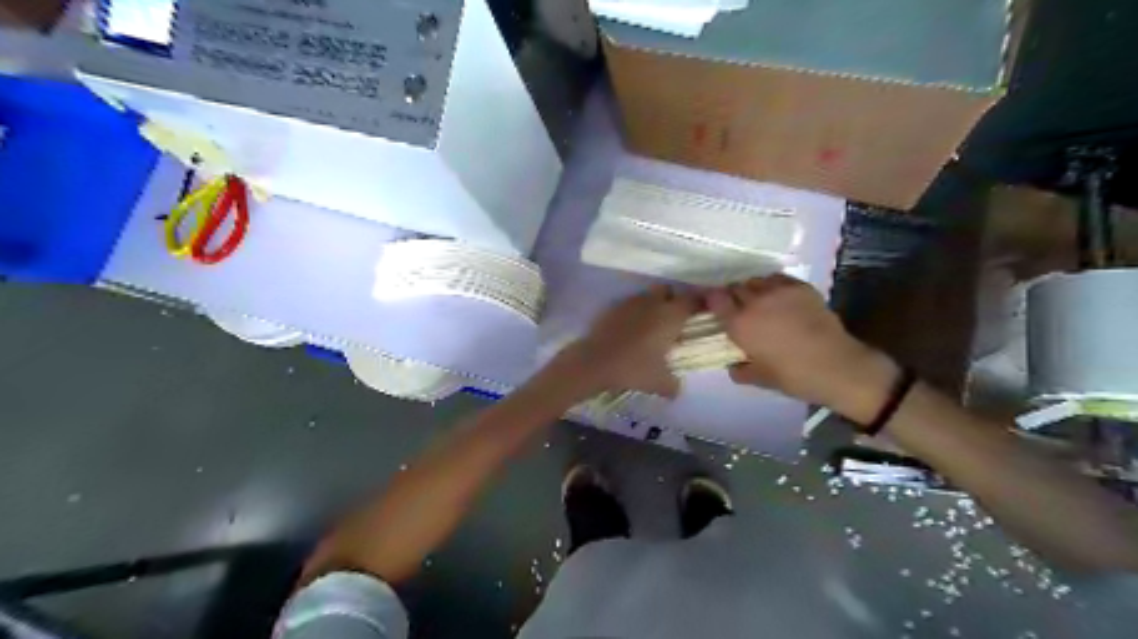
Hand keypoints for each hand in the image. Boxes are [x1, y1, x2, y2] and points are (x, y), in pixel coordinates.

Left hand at [554, 284, 697, 396]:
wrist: (594, 362)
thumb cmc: (634, 369)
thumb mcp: (660, 383)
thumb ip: (673, 385)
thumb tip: (677, 388)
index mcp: (671, 315)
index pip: (692, 300)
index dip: (699, 304)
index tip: (702, 313)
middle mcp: (653, 303)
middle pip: (668, 291)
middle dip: (673, 300)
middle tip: (674, 319)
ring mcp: (631, 302)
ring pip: (648, 296)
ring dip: (653, 306)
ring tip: (651, 325)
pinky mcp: (613, 307)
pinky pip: (630, 305)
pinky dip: (634, 313)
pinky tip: (631, 330)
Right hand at [705, 275, 898, 422]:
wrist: (837, 366)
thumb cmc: (793, 376)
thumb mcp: (760, 379)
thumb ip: (741, 371)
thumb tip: (733, 366)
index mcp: (740, 324)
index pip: (715, 299)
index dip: (712, 300)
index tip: (713, 306)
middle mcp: (755, 302)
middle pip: (735, 287)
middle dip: (732, 295)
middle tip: (737, 307)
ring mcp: (779, 291)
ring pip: (755, 280)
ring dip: (752, 289)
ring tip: (758, 301)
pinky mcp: (800, 287)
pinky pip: (778, 279)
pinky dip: (773, 285)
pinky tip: (779, 297)